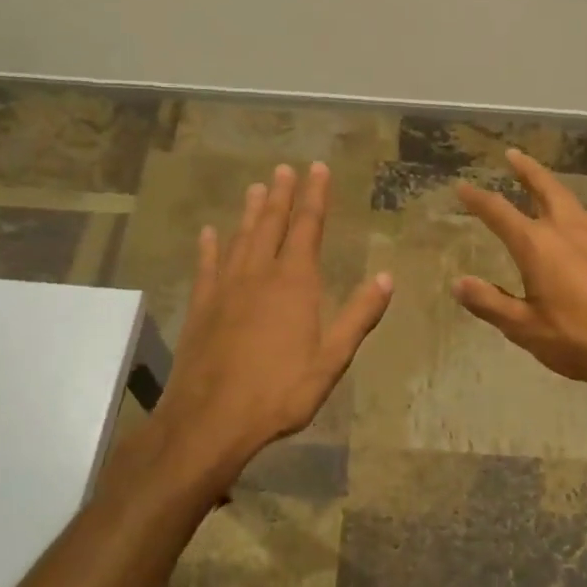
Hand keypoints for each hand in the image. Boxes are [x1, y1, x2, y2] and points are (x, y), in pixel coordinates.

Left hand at [149, 163, 392, 485]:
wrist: (210, 419)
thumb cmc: (279, 392)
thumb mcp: (331, 359)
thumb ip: (358, 316)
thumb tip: (385, 277)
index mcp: (294, 283)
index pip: (308, 227)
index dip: (315, 196)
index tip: (318, 168)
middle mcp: (259, 274)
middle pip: (272, 224)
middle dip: (282, 195)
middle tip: (285, 168)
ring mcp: (226, 288)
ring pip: (241, 238)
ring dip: (250, 212)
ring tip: (257, 187)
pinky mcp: (202, 306)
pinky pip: (207, 266)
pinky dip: (210, 246)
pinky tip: (209, 233)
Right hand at [453, 150, 586, 399]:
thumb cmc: (580, 339)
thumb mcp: (525, 328)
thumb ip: (490, 303)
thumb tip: (458, 283)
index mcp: (537, 245)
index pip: (498, 212)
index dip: (477, 198)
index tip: (461, 185)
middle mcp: (566, 229)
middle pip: (544, 187)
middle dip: (526, 169)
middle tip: (513, 154)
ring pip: (570, 199)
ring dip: (552, 186)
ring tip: (544, 186)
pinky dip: (576, 211)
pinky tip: (580, 224)